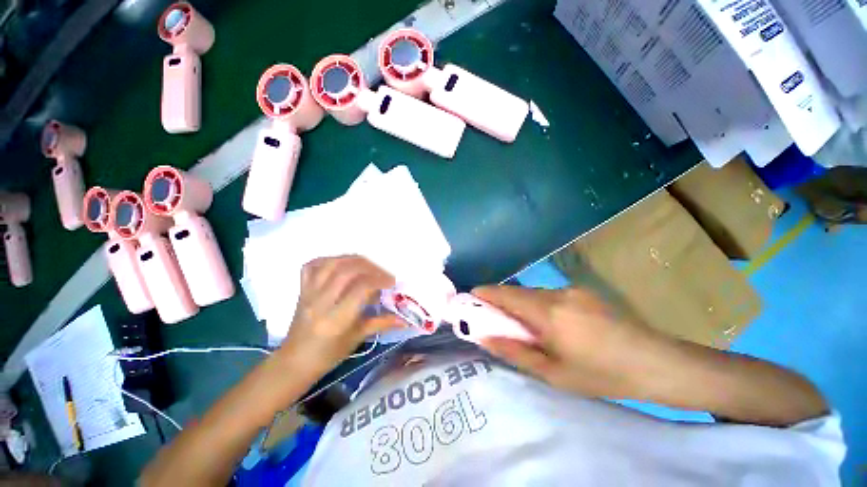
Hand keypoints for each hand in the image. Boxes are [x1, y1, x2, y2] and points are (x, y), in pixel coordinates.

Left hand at [278, 256, 403, 375]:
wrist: (297, 360)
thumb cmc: (329, 356)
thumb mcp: (355, 340)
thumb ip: (379, 324)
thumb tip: (404, 319)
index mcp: (337, 320)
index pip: (360, 288)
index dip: (379, 280)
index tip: (392, 284)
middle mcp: (321, 302)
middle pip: (346, 271)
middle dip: (369, 267)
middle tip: (383, 275)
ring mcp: (309, 294)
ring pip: (330, 264)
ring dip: (352, 260)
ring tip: (367, 267)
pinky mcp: (301, 290)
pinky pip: (312, 266)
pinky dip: (327, 260)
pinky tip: (340, 264)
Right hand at [473, 286, 667, 398]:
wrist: (649, 362)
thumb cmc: (598, 374)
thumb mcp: (552, 372)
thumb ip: (516, 351)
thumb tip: (483, 336)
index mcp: (549, 311)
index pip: (505, 295)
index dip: (482, 297)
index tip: (465, 307)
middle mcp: (562, 293)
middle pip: (522, 294)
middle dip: (502, 307)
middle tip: (493, 331)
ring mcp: (580, 293)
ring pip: (541, 297)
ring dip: (525, 311)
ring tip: (525, 338)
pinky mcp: (593, 298)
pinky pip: (558, 300)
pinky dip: (544, 312)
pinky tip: (552, 334)